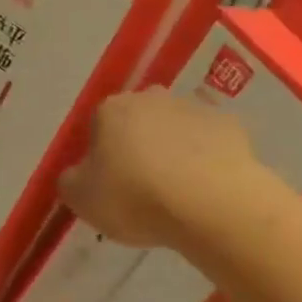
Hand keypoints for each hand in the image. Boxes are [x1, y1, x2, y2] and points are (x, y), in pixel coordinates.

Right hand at [60, 90, 256, 248]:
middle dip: (139, 146)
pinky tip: (208, 189)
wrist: (212, 203)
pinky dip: (207, 160)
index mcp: (111, 110)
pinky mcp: (230, 126)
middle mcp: (151, 98)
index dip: (101, 155)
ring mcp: (194, 108)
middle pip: (138, 121)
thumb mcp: (82, 199)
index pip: (97, 125)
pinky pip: (210, 143)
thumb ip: (71, 181)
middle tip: (143, 187)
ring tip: (180, 193)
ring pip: (176, 129)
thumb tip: (77, 174)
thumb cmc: (137, 198)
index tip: (109, 184)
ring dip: (174, 151)